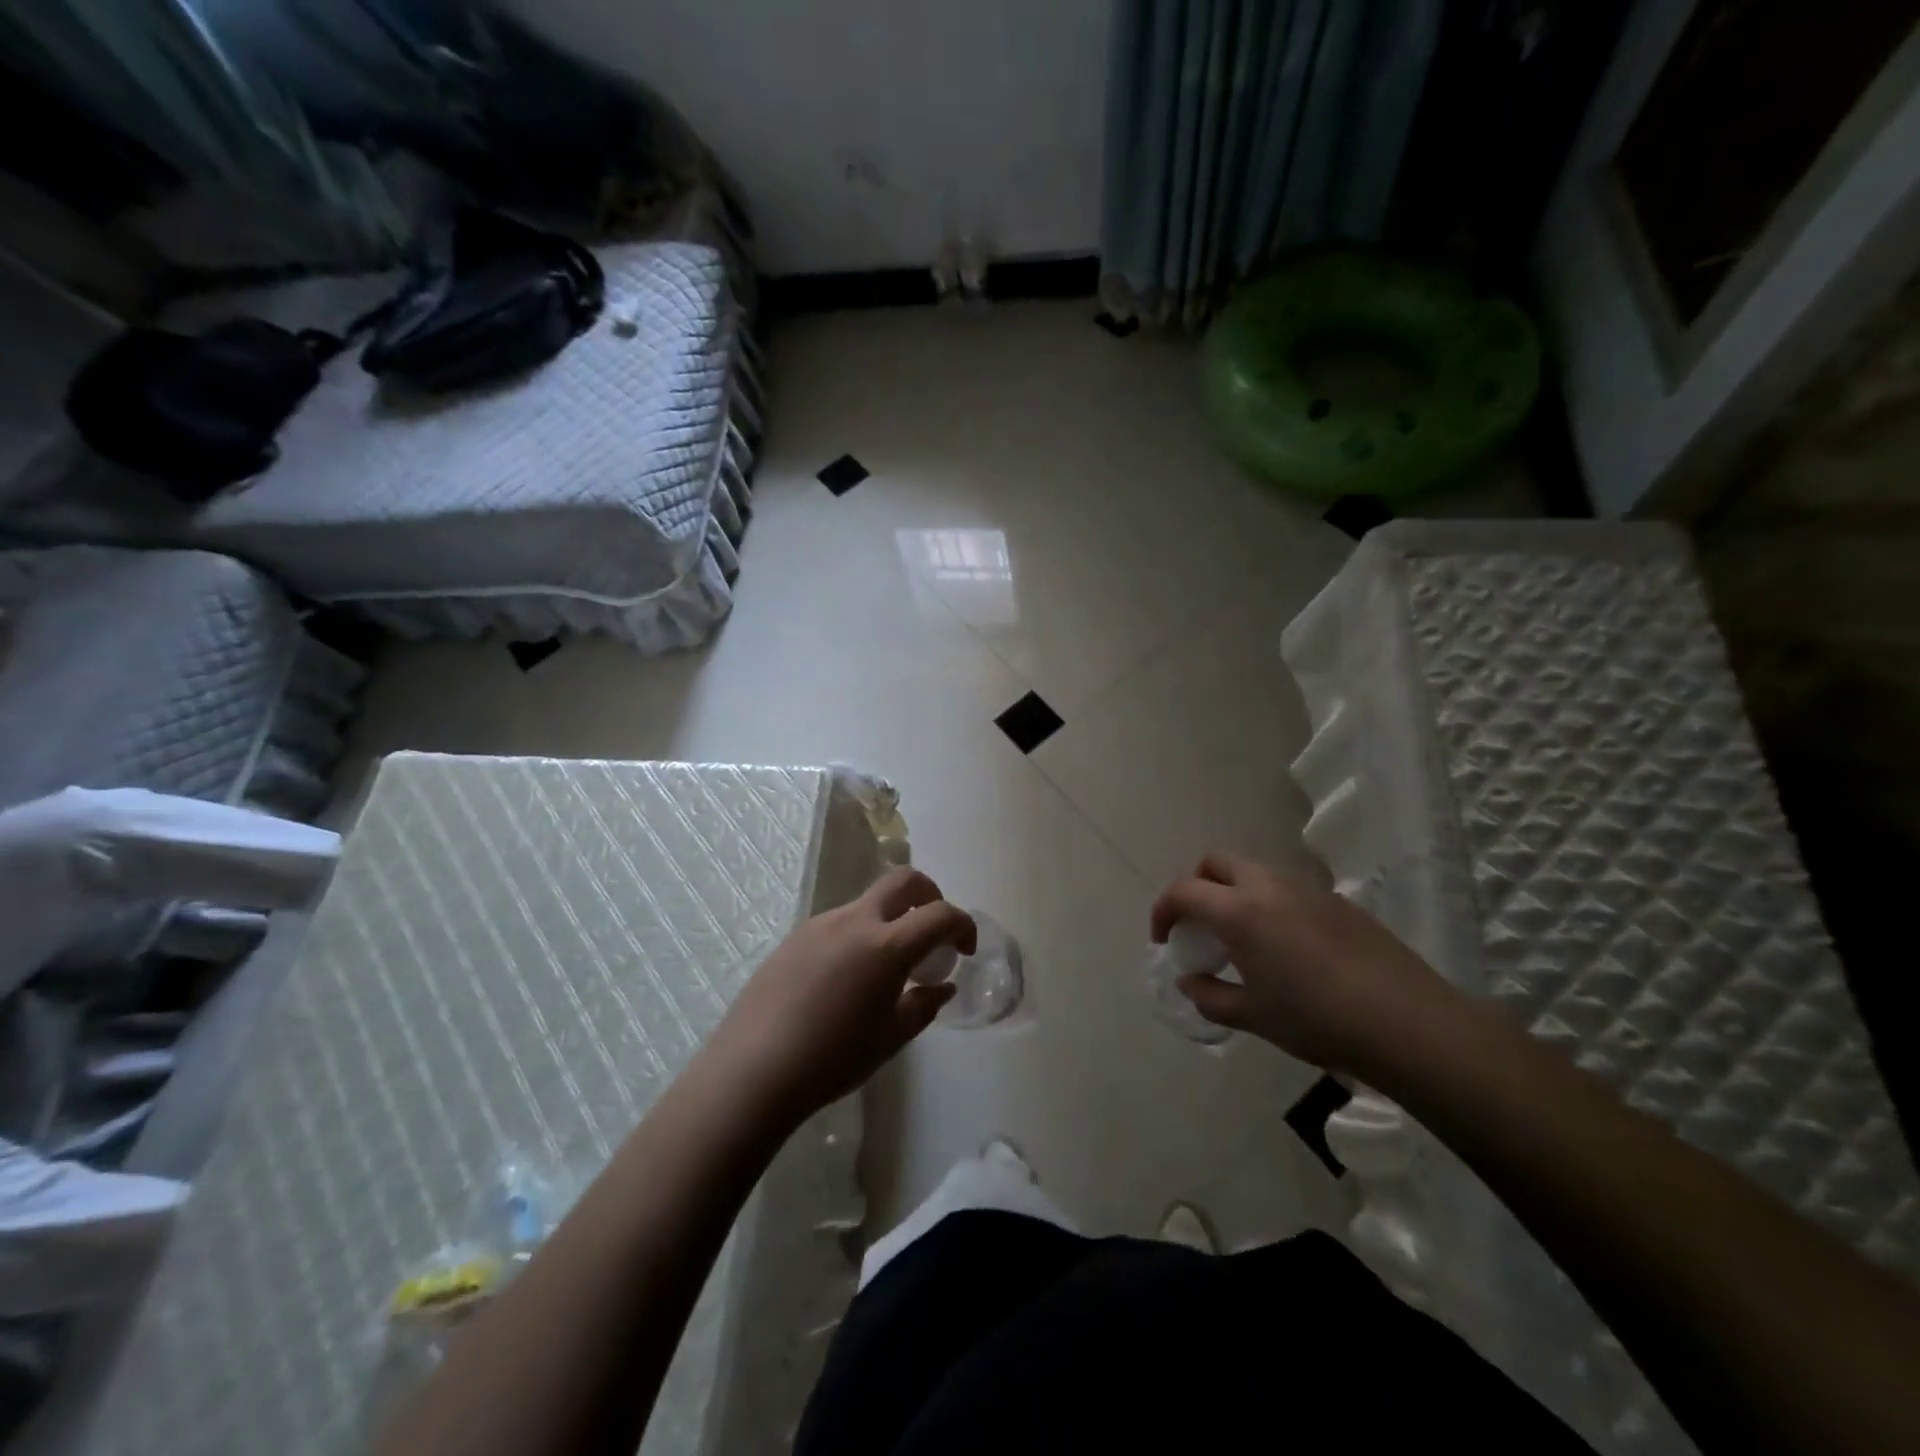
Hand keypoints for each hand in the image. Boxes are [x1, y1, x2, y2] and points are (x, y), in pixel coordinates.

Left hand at [702, 867, 975, 1123]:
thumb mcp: (890, 1038)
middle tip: (933, 931)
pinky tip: (847, 978)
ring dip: (890, 919)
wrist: (754, 1070)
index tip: (965, 950)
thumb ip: (923, 1005)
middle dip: (929, 895)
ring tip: (886, 967)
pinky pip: (839, 923)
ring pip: (868, 902)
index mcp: (886, 946)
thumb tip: (942, 986)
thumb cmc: (832, 1059)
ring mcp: (820, 924)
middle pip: (903, 881)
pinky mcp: (795, 937)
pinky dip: (859, 935)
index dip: (962, 925)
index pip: (940, 915)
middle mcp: (855, 921)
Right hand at [1151, 853, 1459, 1074]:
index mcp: (1239, 911)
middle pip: (1216, 862)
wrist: (1408, 1023)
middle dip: (1196, 885)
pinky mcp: (1339, 902)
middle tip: (1198, 925)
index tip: (1163, 939)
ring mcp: (1307, 889)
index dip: (1163, 911)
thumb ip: (1210, 996)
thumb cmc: (1317, 1019)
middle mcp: (1268, 886)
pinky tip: (1288, 948)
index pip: (1183, 891)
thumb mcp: (1253, 1016)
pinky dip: (1270, 904)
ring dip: (1234, 892)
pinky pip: (1289, 889)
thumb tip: (1191, 981)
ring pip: (1254, 871)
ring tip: (1242, 939)